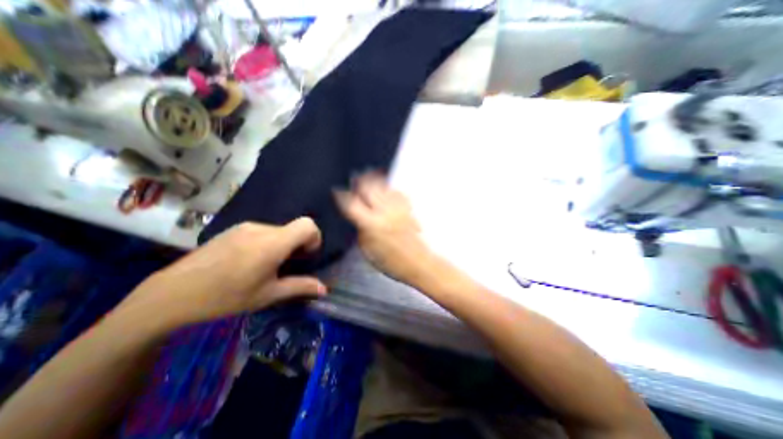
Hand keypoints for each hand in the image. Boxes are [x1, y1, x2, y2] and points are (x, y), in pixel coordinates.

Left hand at [115, 218, 327, 330]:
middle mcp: (261, 228)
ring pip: (278, 230)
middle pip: (293, 228)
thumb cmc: (226, 297)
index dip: (314, 238)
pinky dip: (266, 242)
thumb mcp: (268, 295)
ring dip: (281, 245)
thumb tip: (324, 289)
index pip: (307, 225)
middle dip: (297, 245)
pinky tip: (247, 261)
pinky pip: (261, 231)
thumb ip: (300, 287)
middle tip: (285, 267)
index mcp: (273, 243)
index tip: (305, 256)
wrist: (171, 294)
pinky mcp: (233, 229)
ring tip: (264, 266)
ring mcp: (245, 226)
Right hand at [337, 174, 434, 282]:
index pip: (352, 203)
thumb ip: (360, 229)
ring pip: (383, 186)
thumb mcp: (367, 250)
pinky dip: (389, 188)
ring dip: (374, 180)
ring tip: (368, 177)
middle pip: (369, 187)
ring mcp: (398, 208)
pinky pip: (397, 192)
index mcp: (371, 224)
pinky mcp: (408, 209)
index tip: (337, 192)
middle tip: (354, 179)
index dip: (342, 195)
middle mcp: (385, 212)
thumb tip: (356, 217)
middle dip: (359, 181)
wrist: (417, 262)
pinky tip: (386, 189)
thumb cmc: (392, 262)